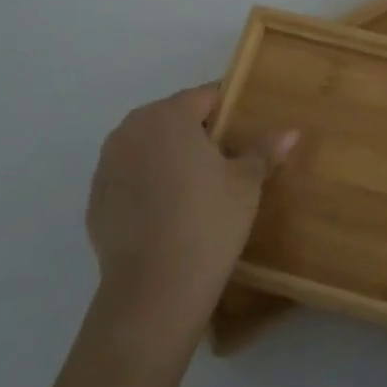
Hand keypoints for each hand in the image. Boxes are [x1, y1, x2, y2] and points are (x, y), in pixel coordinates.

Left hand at [86, 85, 297, 341]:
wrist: (154, 290)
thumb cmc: (208, 222)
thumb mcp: (246, 183)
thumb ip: (264, 149)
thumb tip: (291, 131)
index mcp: (169, 115)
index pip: (206, 96)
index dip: (229, 109)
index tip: (246, 128)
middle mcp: (132, 129)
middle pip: (173, 117)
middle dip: (198, 132)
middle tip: (227, 158)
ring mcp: (107, 164)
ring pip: (148, 146)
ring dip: (170, 156)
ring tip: (197, 186)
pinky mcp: (95, 198)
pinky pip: (130, 176)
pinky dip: (148, 183)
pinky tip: (169, 211)